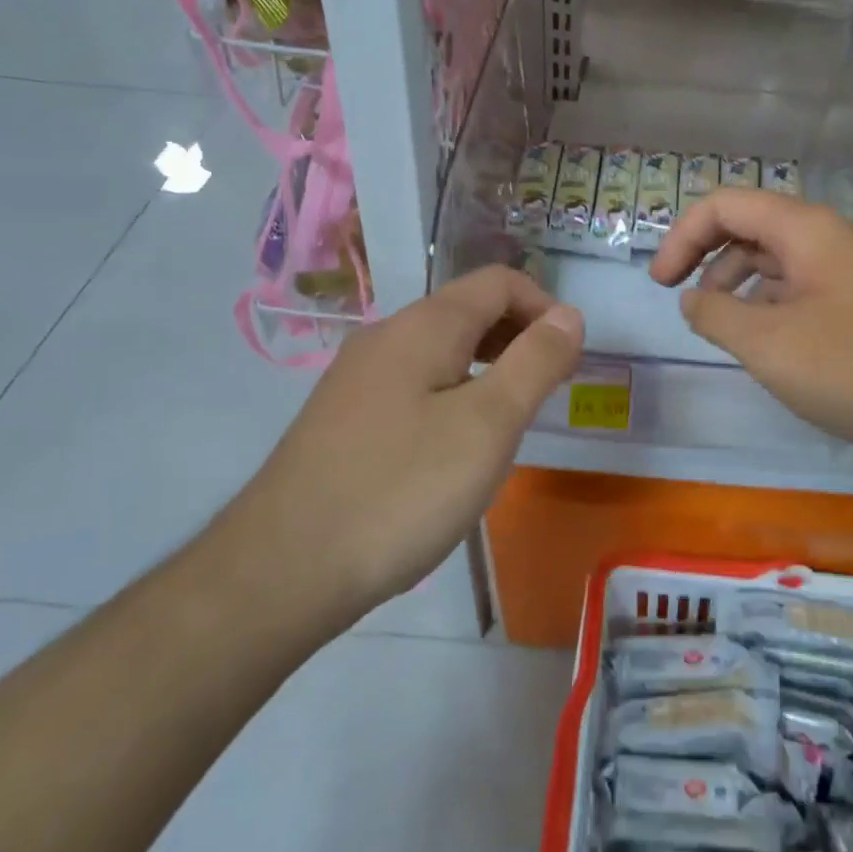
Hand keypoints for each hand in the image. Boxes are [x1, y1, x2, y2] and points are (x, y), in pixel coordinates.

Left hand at [221, 267, 582, 629]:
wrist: (282, 569)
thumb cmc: (402, 489)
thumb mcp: (489, 424)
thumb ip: (535, 362)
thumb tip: (569, 315)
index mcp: (425, 326)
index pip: (499, 283)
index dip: (545, 307)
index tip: (570, 358)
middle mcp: (387, 336)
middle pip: (468, 310)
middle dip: (519, 337)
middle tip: (549, 389)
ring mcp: (358, 377)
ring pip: (440, 349)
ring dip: (488, 366)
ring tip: (510, 419)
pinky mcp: (344, 417)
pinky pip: (414, 383)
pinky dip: (453, 393)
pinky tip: (454, 447)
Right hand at [649, 190, 852, 468]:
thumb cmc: (851, 368)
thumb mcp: (765, 343)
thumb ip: (714, 314)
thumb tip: (692, 300)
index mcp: (804, 228)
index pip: (724, 205)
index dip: (682, 236)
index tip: (660, 283)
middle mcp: (824, 236)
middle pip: (747, 225)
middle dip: (704, 255)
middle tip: (677, 297)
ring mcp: (842, 268)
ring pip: (770, 257)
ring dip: (732, 281)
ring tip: (716, 324)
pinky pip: (793, 285)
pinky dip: (763, 302)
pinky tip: (757, 339)